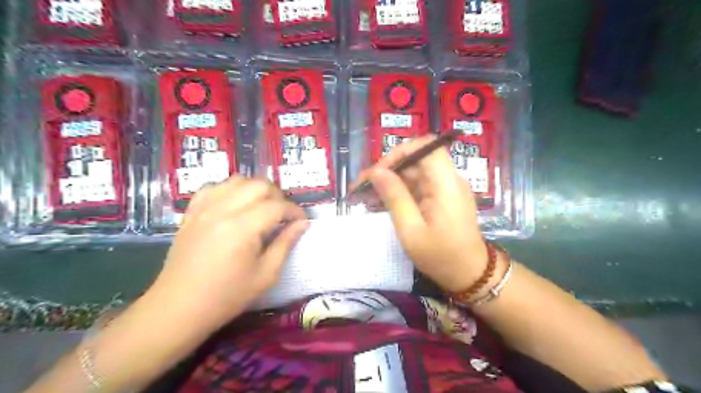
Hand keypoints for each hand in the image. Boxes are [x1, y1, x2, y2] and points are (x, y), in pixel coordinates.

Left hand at [152, 176, 307, 326]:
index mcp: (243, 228)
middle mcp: (223, 210)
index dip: (295, 211)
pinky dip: (230, 190)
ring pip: (237, 180)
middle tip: (283, 215)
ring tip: (262, 207)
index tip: (302, 221)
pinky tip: (235, 204)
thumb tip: (303, 224)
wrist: (179, 307)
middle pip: (259, 185)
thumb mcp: (266, 274)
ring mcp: (204, 208)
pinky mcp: (192, 212)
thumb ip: (286, 244)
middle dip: (278, 196)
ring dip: (256, 189)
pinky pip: (214, 187)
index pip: (277, 206)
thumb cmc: (227, 296)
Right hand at [356, 137, 488, 292]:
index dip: (400, 153)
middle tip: (362, 187)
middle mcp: (448, 180)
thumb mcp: (411, 230)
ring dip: (389, 182)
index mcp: (446, 183)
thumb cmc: (441, 256)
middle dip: (387, 170)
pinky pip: (417, 186)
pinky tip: (379, 203)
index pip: (426, 147)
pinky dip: (398, 192)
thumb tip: (376, 172)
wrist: (469, 275)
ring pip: (413, 173)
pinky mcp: (441, 198)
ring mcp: (445, 189)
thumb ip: (394, 197)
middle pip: (416, 160)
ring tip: (364, 197)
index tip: (378, 172)